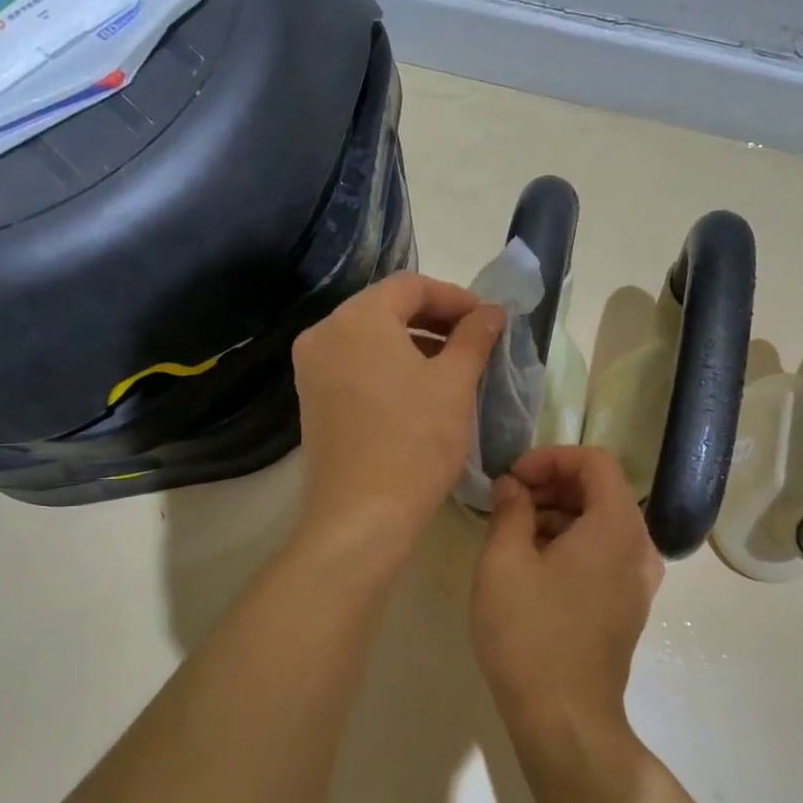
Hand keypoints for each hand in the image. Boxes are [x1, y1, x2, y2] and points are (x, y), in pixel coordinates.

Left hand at [291, 272, 504, 567]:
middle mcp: (325, 333)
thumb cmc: (416, 442)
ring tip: (453, 367)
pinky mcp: (312, 400)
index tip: (488, 319)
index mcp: (357, 318)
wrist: (362, 516)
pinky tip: (418, 391)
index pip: (411, 285)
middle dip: (434, 319)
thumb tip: (490, 312)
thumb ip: (474, 337)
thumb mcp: (455, 384)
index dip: (455, 297)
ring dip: (413, 343)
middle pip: (386, 308)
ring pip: (370, 338)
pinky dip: (389, 366)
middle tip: (475, 340)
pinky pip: (355, 365)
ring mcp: (312, 368)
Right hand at [472, 446, 663, 734]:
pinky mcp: (629, 606)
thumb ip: (510, 510)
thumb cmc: (530, 633)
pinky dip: (572, 545)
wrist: (565, 718)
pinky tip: (534, 567)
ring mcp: (639, 580)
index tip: (513, 477)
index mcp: (616, 526)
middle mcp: (639, 547)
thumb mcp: (504, 563)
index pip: (595, 461)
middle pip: (601, 491)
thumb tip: (513, 486)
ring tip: (513, 535)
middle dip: (552, 486)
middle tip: (508, 503)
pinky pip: (604, 555)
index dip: (550, 458)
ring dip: (559, 516)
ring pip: (601, 524)